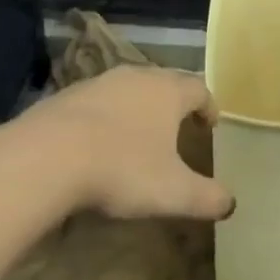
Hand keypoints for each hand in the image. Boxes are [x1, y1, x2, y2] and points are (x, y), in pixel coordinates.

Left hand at [21, 66, 234, 221]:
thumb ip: (206, 197)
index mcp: (168, 92)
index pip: (199, 89)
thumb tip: (231, 203)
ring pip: (130, 88)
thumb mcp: (172, 192)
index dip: (208, 107)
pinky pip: (98, 101)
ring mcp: (100, 82)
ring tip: (138, 134)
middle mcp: (138, 76)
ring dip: (139, 106)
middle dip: (175, 103)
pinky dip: (106, 116)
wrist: (48, 155)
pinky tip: (98, 141)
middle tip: (178, 127)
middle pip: (165, 81)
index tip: (210, 125)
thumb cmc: (122, 168)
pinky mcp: (68, 94)